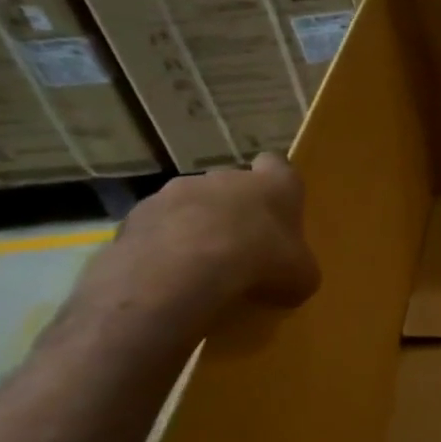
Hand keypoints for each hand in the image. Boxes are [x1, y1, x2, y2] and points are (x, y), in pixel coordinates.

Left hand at [91, 154, 320, 318]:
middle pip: (232, 185)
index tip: (278, 207)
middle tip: (241, 247)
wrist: (184, 269)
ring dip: (196, 226)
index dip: (278, 184)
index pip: (278, 165)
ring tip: (200, 266)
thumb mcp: (301, 276)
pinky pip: (158, 227)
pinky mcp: (139, 213)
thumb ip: (299, 267)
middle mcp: (225, 176)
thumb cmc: (261, 261)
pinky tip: (171, 274)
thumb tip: (293, 275)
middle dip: (235, 210)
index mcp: (273, 184)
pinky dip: (164, 245)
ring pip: (191, 204)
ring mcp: (177, 191)